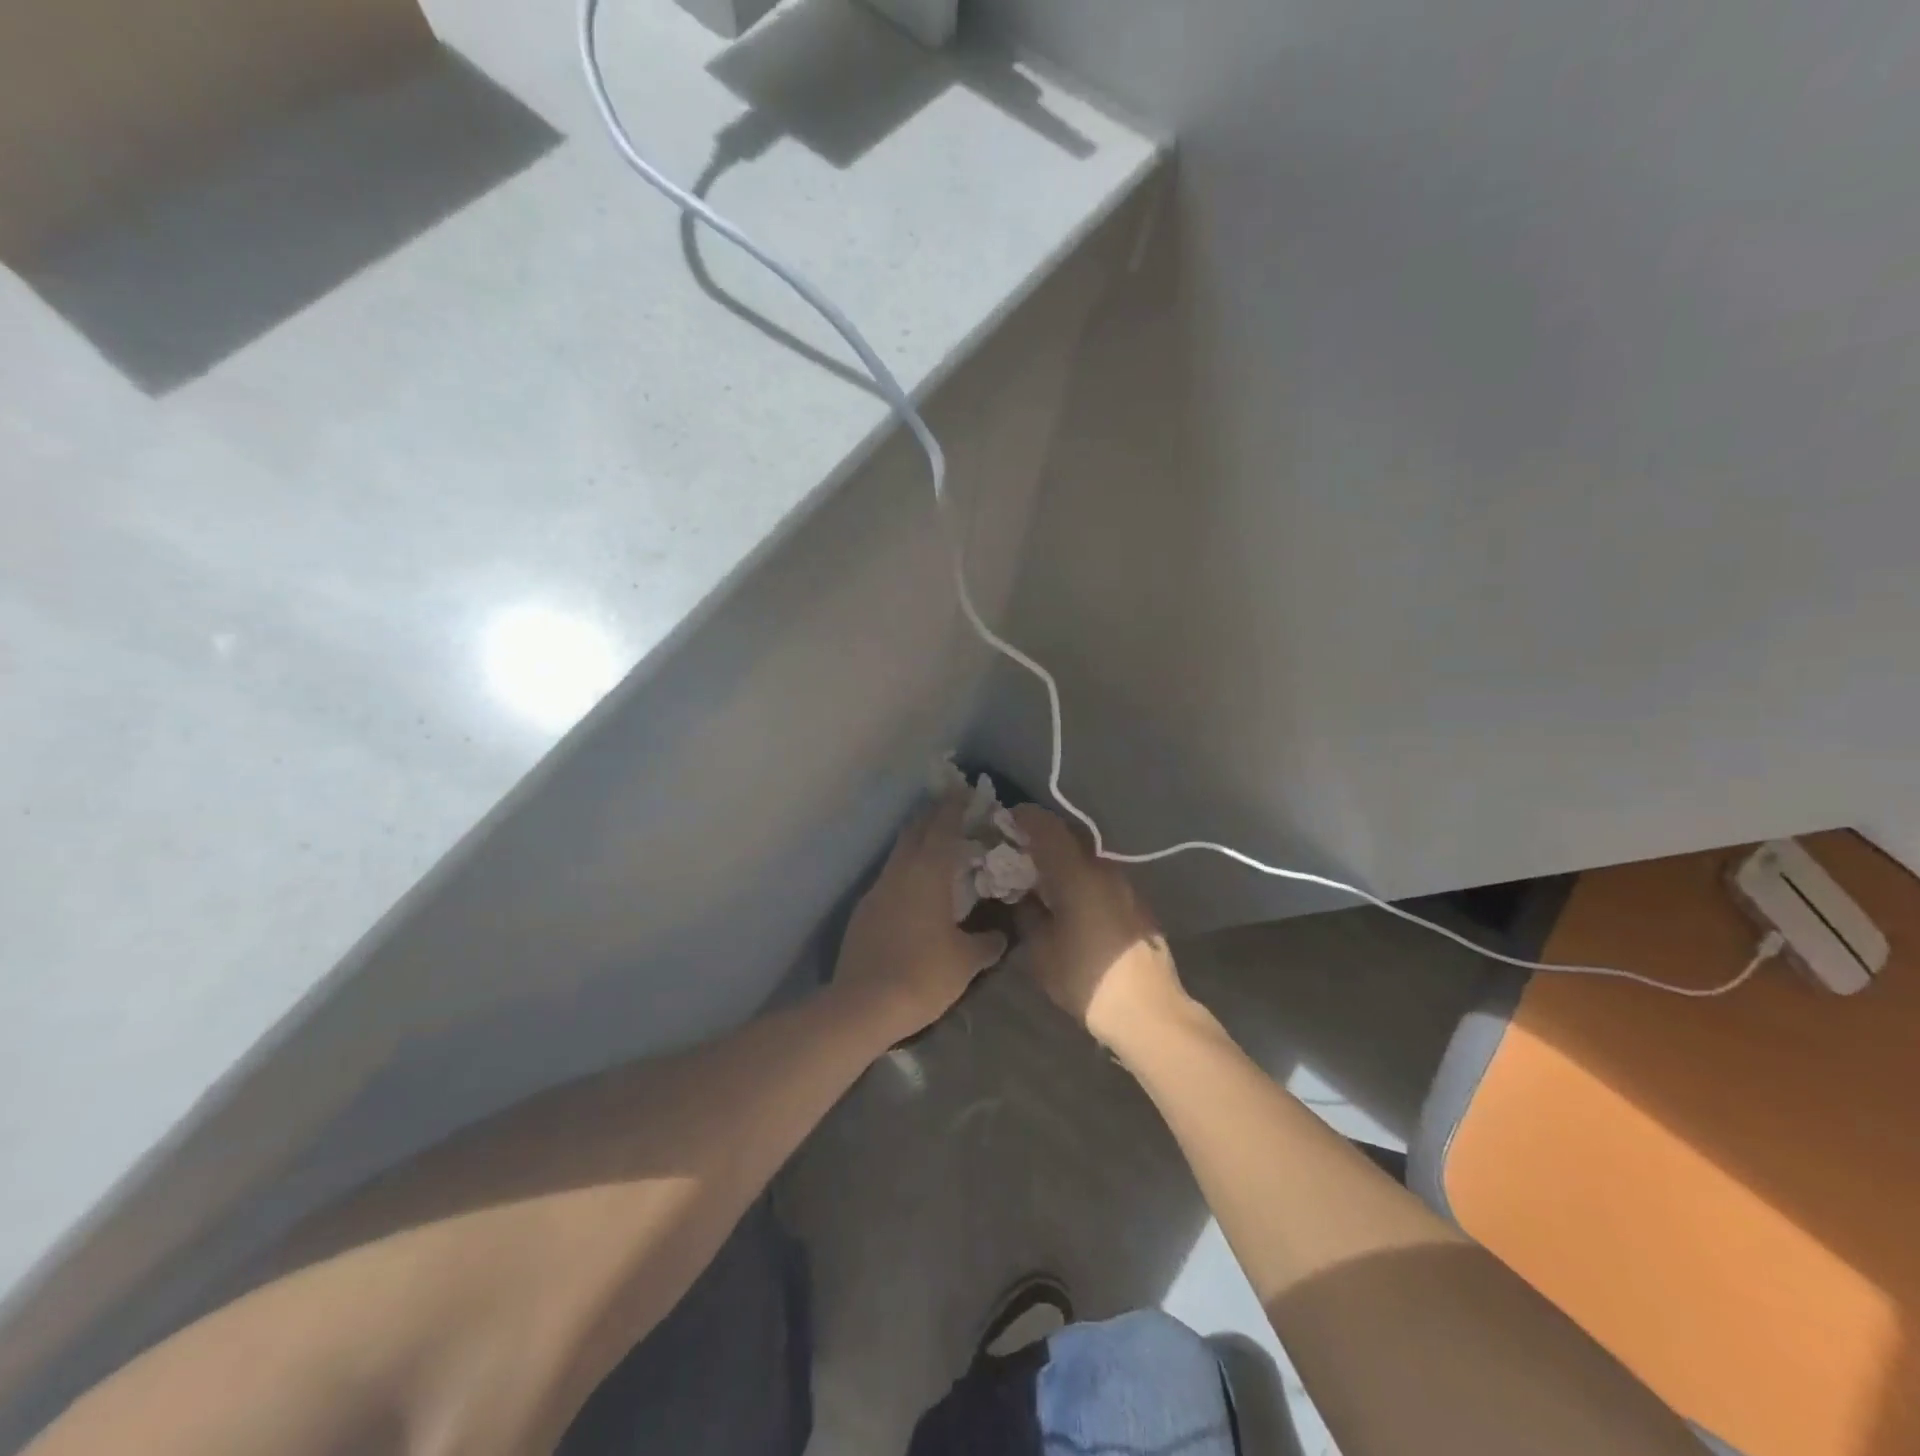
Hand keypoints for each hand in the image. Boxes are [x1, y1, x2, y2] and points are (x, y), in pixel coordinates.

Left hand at [832, 794, 1008, 1044]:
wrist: (863, 1005)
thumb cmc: (923, 975)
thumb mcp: (966, 961)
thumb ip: (986, 942)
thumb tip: (1000, 935)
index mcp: (928, 872)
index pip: (943, 826)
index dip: (955, 805)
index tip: (966, 789)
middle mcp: (900, 871)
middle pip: (915, 831)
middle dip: (934, 816)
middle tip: (954, 811)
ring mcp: (877, 890)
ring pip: (900, 854)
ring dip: (919, 843)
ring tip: (940, 849)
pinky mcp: (864, 911)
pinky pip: (890, 878)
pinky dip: (907, 871)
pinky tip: (918, 890)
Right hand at [1011, 805, 1191, 1052]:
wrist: (1150, 1011)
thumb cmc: (1087, 980)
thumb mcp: (1042, 951)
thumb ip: (1028, 914)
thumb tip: (1022, 895)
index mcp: (1078, 875)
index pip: (1047, 828)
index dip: (1025, 818)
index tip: (1005, 819)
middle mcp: (1104, 870)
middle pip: (1070, 839)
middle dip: (1043, 839)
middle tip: (1018, 851)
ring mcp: (1126, 886)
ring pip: (1087, 859)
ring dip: (1064, 861)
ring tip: (1043, 879)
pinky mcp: (1137, 904)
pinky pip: (1101, 879)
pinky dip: (1082, 879)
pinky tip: (1071, 901)